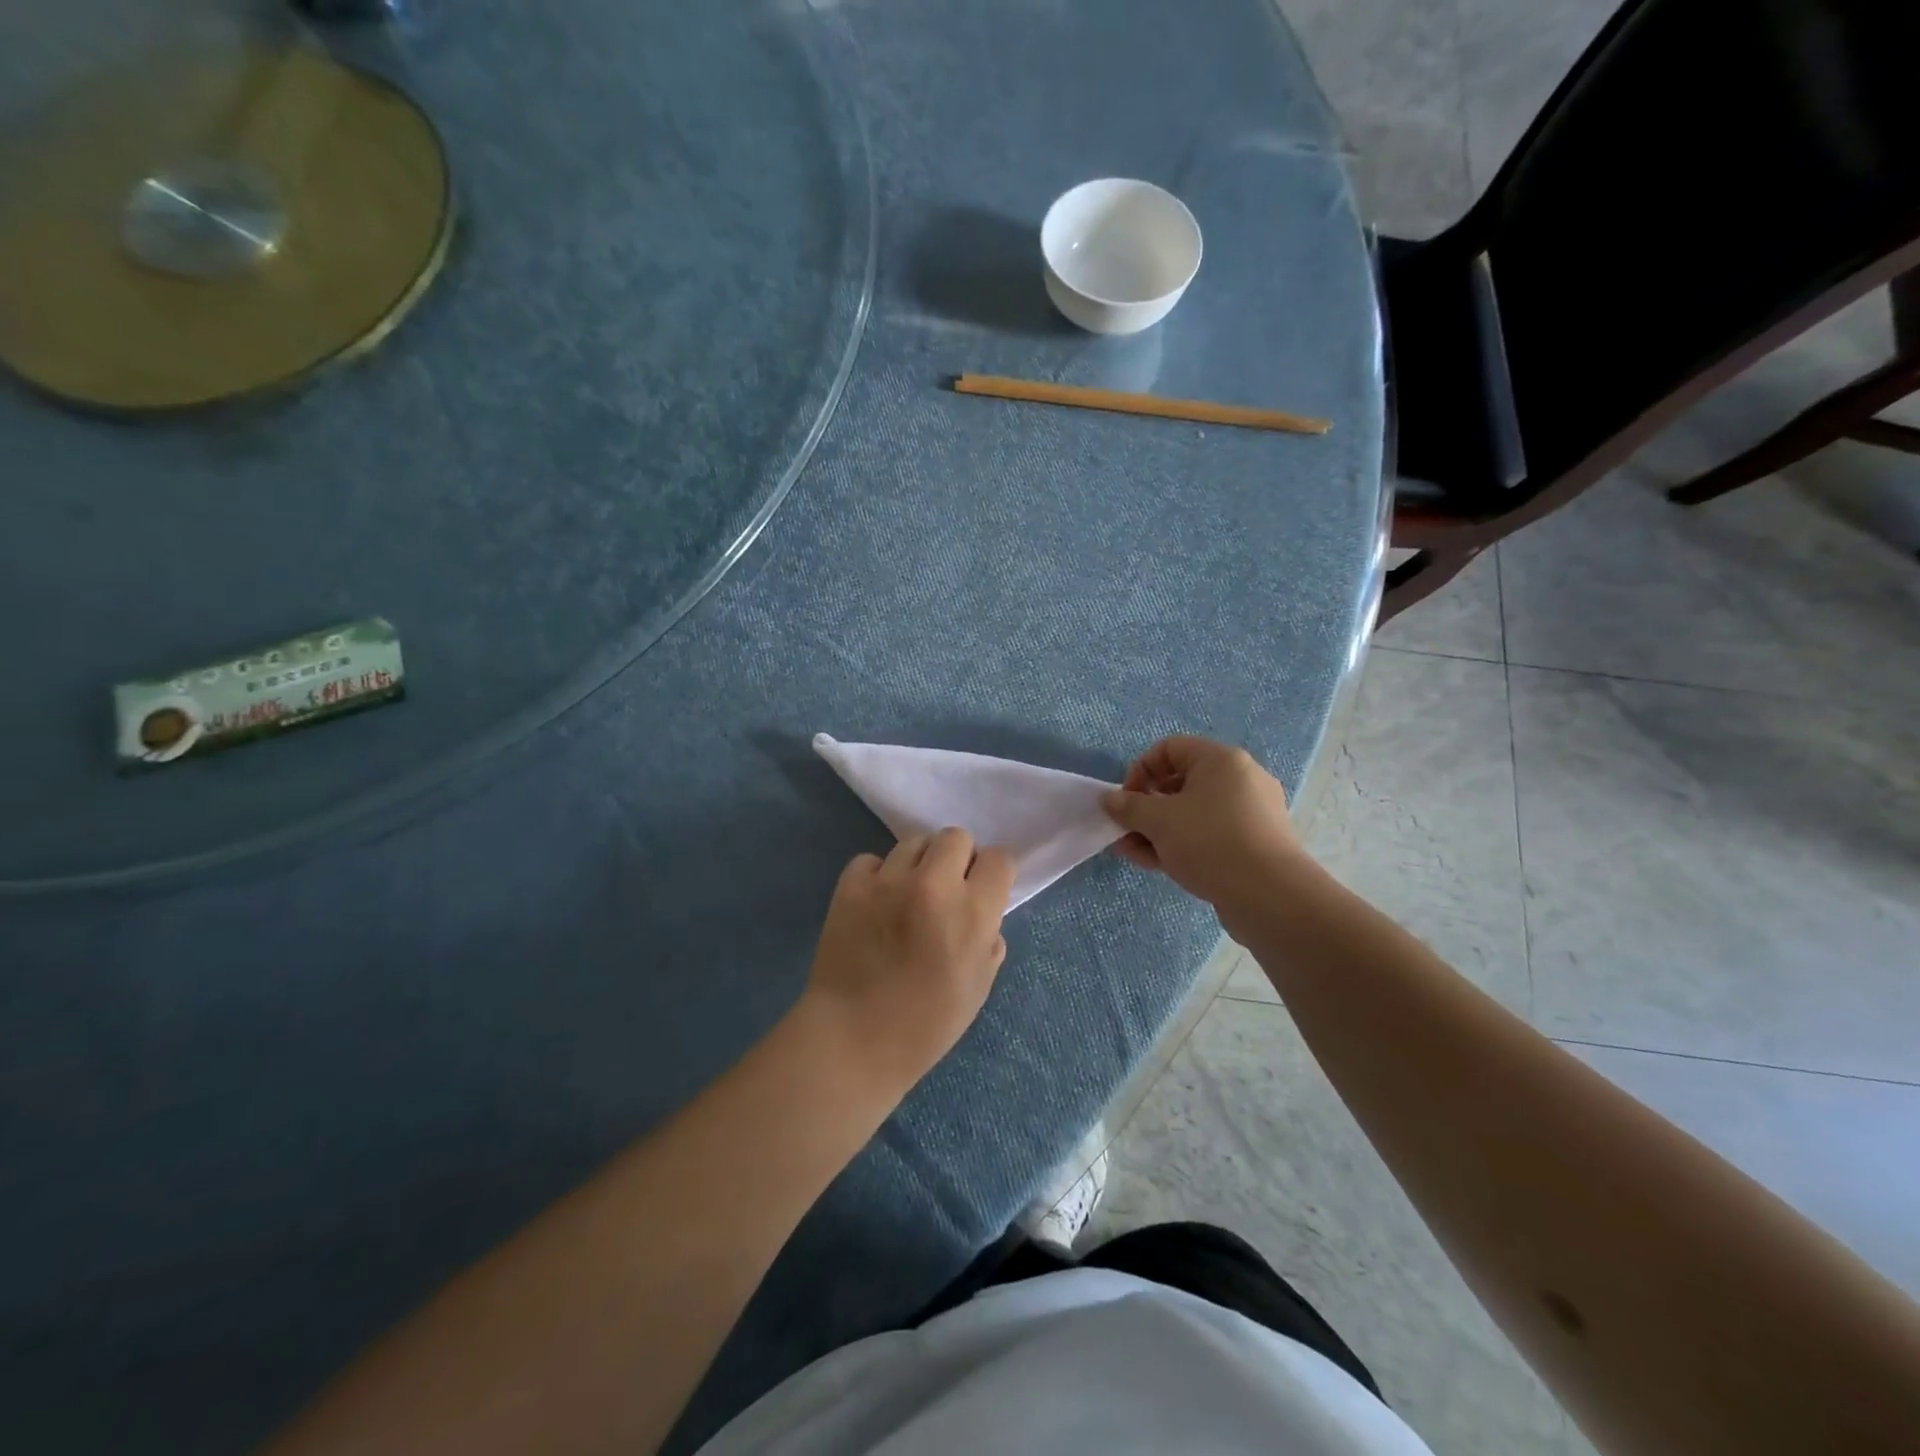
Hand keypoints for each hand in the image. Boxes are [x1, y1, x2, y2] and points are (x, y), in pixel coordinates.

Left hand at [801, 829, 1015, 1094]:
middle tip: (946, 890)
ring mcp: (888, 881)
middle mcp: (932, 885)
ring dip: (919, 864)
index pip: (999, 859)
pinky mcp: (851, 885)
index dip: (993, 875)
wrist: (853, 1039)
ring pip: (914, 842)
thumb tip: (983, 915)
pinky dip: (878, 875)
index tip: (984, 891)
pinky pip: (872, 860)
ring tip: (909, 894)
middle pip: (956, 837)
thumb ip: (988, 939)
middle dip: (957, 859)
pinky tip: (875, 903)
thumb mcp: (979, 986)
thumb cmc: (926, 1025)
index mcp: (972, 912)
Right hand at [1101, 736, 1310, 922]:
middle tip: (1125, 831)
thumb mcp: (1159, 822)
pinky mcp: (1254, 843)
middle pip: (1180, 783)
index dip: (1140, 770)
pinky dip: (1183, 843)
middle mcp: (1240, 779)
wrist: (1270, 896)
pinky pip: (1210, 834)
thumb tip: (1109, 799)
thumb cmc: (1210, 843)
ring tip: (1134, 853)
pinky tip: (1159, 865)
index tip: (1125, 801)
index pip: (1169, 749)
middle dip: (1146, 807)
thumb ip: (1128, 807)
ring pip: (1193, 813)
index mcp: (1221, 760)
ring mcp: (1251, 813)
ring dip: (1159, 830)